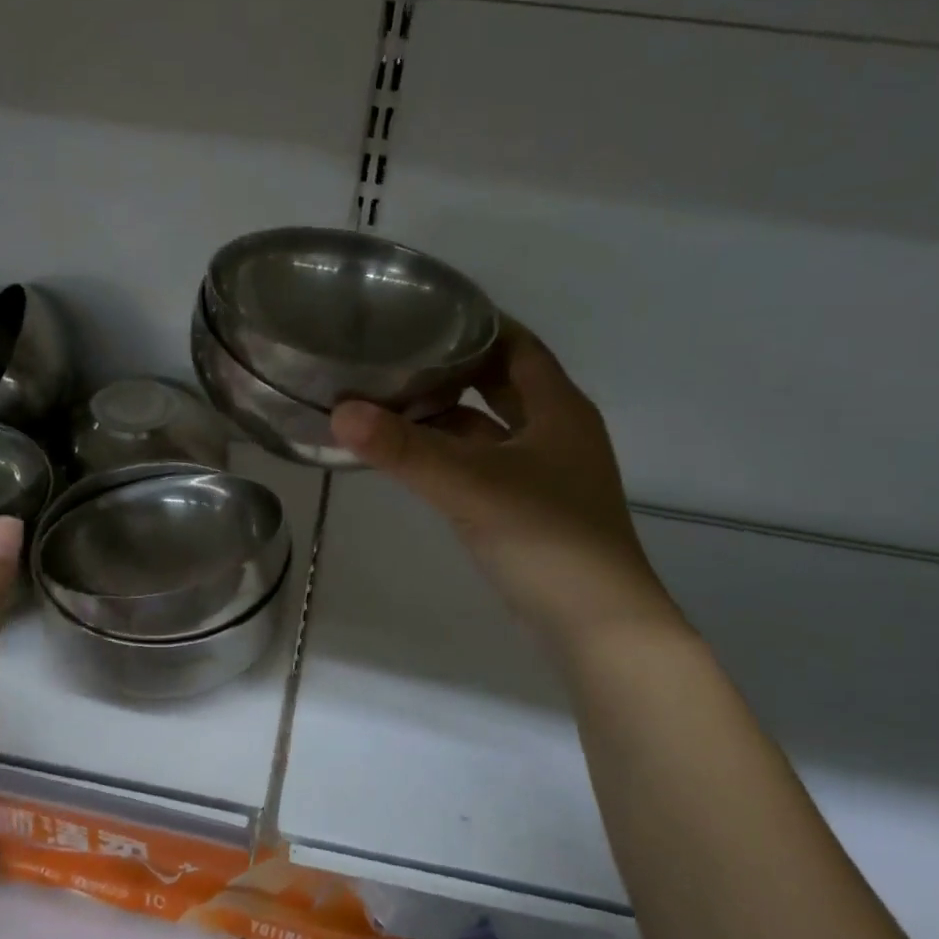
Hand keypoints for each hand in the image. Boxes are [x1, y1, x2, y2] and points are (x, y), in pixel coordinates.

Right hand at [330, 323, 682, 643]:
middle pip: (503, 384)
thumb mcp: (470, 486)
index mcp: (558, 409)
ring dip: (449, 416)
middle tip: (398, 354)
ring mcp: (546, 474)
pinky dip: (453, 456)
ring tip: (393, 401)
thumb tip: (340, 411)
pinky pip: (486, 465)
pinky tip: (415, 459)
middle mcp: (556, 432)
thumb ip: (404, 449)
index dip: (478, 324)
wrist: (598, 626)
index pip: (518, 345)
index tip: (426, 312)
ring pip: (491, 429)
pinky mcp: (531, 509)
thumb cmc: (546, 539)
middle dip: (455, 369)